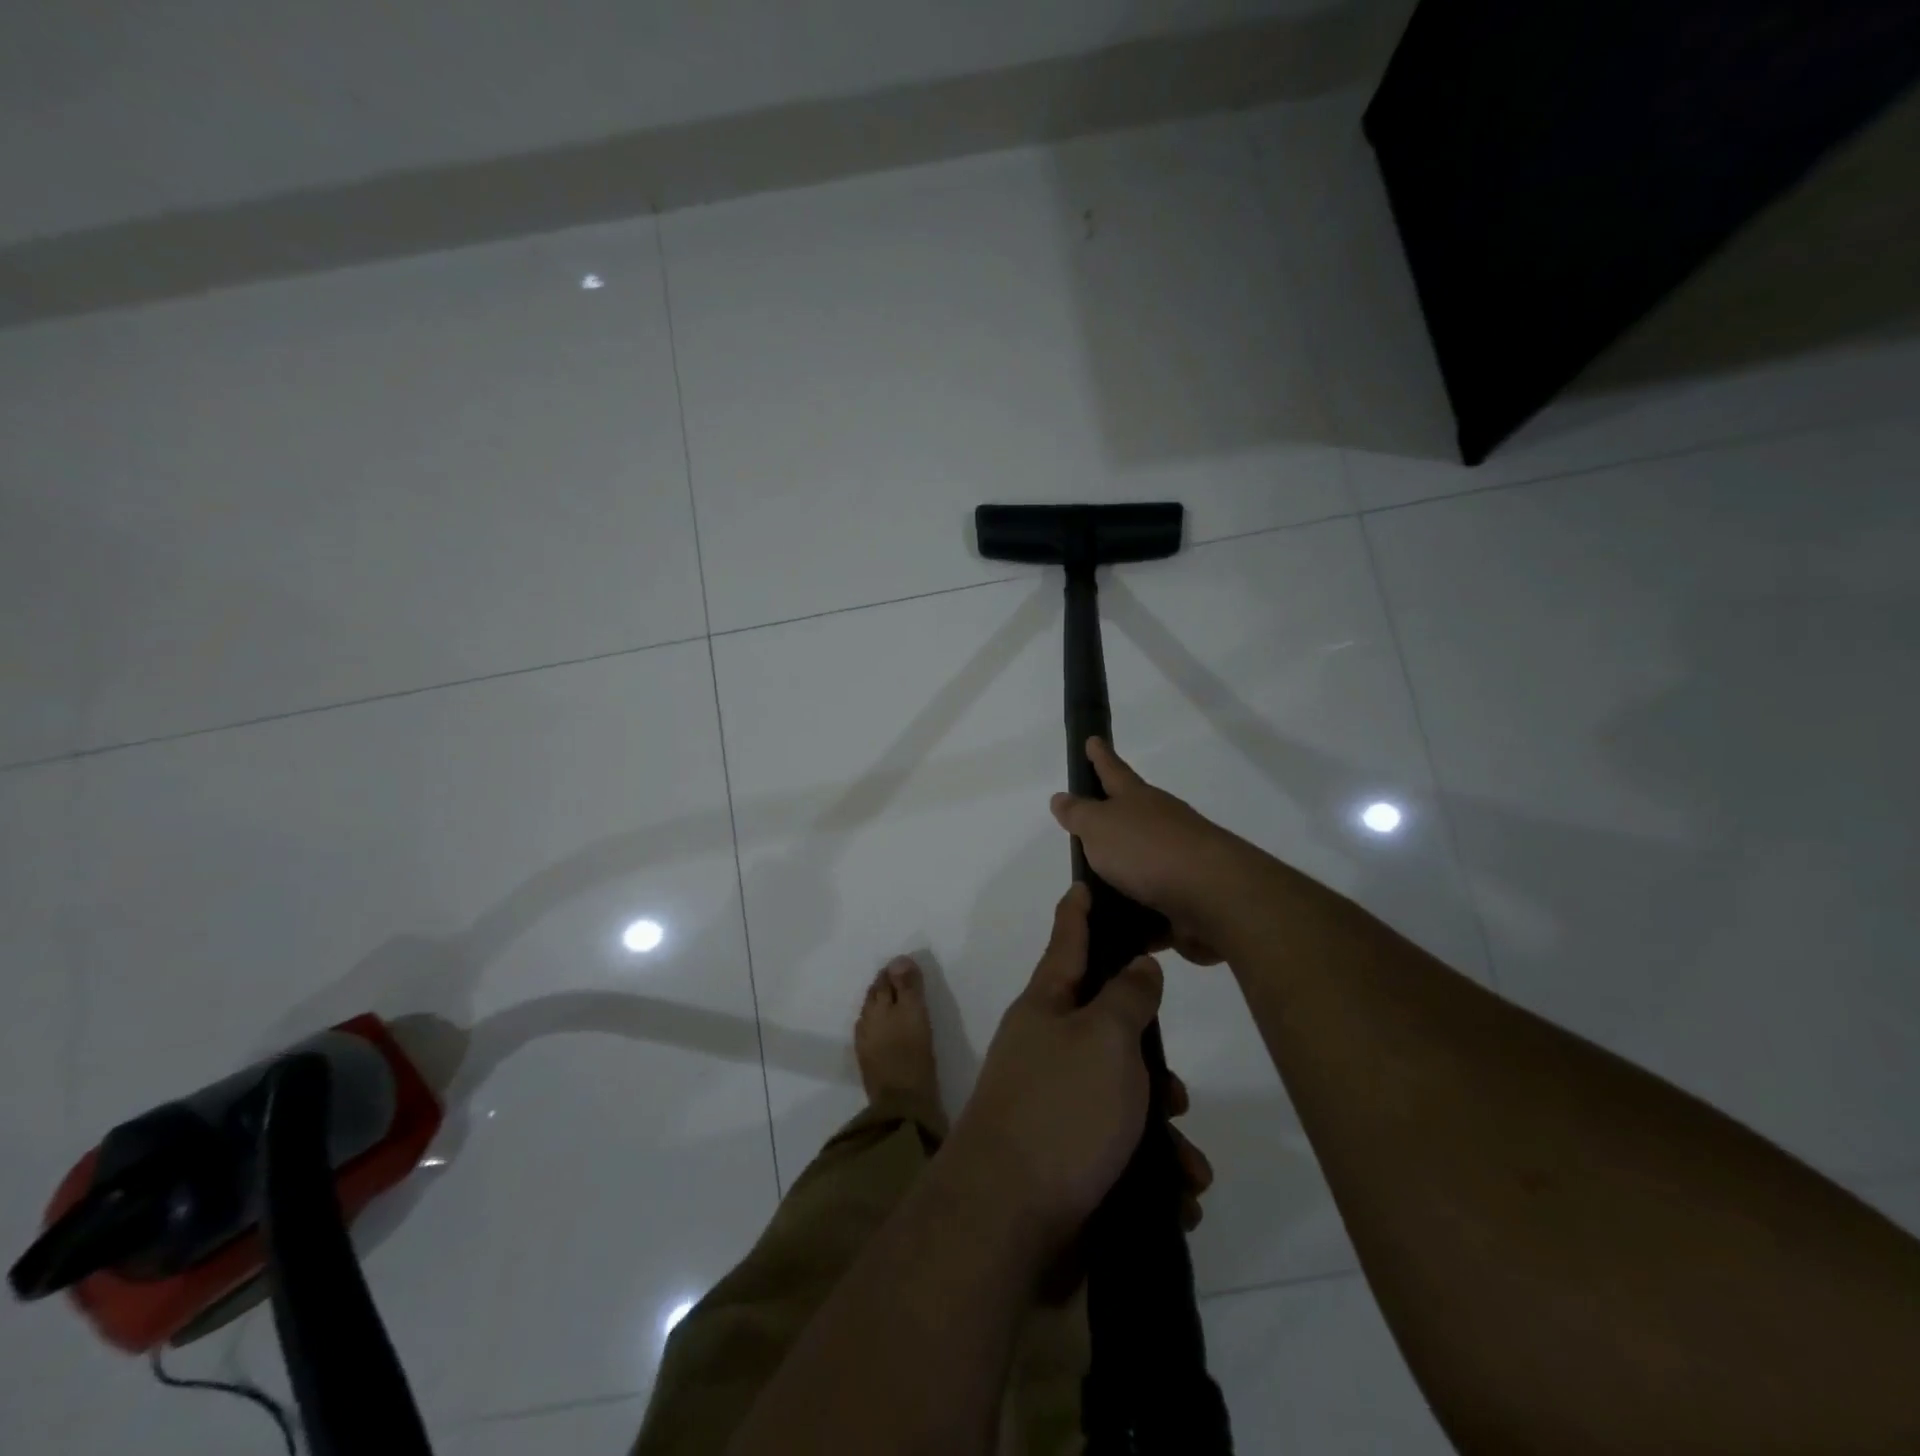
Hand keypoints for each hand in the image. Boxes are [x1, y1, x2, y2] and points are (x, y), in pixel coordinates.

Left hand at [948, 884, 1207, 1255]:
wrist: (1007, 1218)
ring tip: (1187, 1162)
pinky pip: (1119, 1149)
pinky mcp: (1064, 1157)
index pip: (1066, 943)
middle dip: (1149, 1058)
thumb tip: (1136, 966)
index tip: (1083, 885)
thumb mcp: (1104, 1038)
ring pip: (1122, 1097)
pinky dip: (1151, 1169)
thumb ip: (1127, 997)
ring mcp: (1052, 1104)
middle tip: (1176, 1086)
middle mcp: (1045, 1048)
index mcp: (1047, 1007)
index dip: (1078, 913)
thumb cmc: (1061, 1109)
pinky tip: (1177, 1195)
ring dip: (1160, 1127)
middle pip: (1106, 1029)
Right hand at [1050, 738, 1251, 961]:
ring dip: (1122, 870)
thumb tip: (1061, 796)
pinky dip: (1136, 910)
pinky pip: (1152, 900)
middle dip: (1112, 815)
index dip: (1100, 756)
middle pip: (1132, 813)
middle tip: (1086, 824)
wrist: (1214, 896)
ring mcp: (1178, 859)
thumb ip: (1079, 813)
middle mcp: (1161, 823)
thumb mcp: (1099, 826)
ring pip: (1142, 860)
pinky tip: (1117, 922)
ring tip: (1092, 887)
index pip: (1113, 770)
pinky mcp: (1187, 896)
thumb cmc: (1148, 850)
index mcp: (1138, 799)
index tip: (1092, 739)